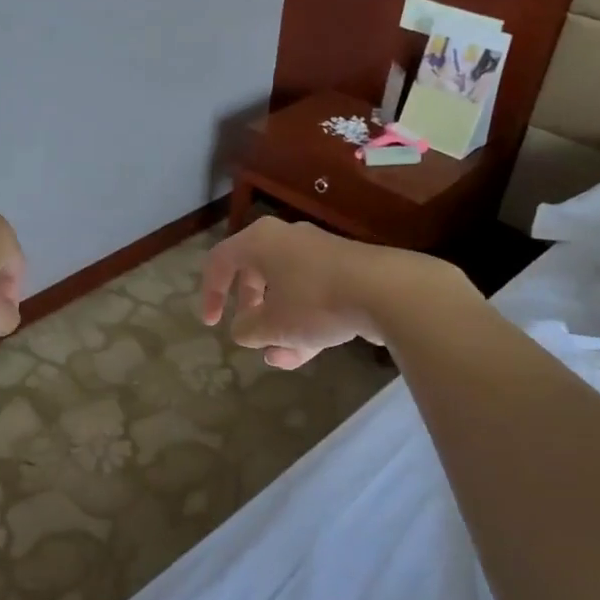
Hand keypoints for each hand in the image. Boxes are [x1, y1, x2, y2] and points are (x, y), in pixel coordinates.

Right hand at [200, 216, 458, 369]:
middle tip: (250, 335)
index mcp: (261, 241)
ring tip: (278, 359)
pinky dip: (305, 323)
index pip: (220, 261)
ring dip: (279, 326)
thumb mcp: (271, 324)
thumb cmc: (315, 301)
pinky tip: (305, 354)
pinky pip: (314, 297)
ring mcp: (320, 254)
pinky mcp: (347, 271)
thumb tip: (244, 329)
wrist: (389, 292)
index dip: (210, 294)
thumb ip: (248, 329)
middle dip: (250, 311)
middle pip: (256, 275)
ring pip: (287, 292)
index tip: (213, 324)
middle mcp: (288, 240)